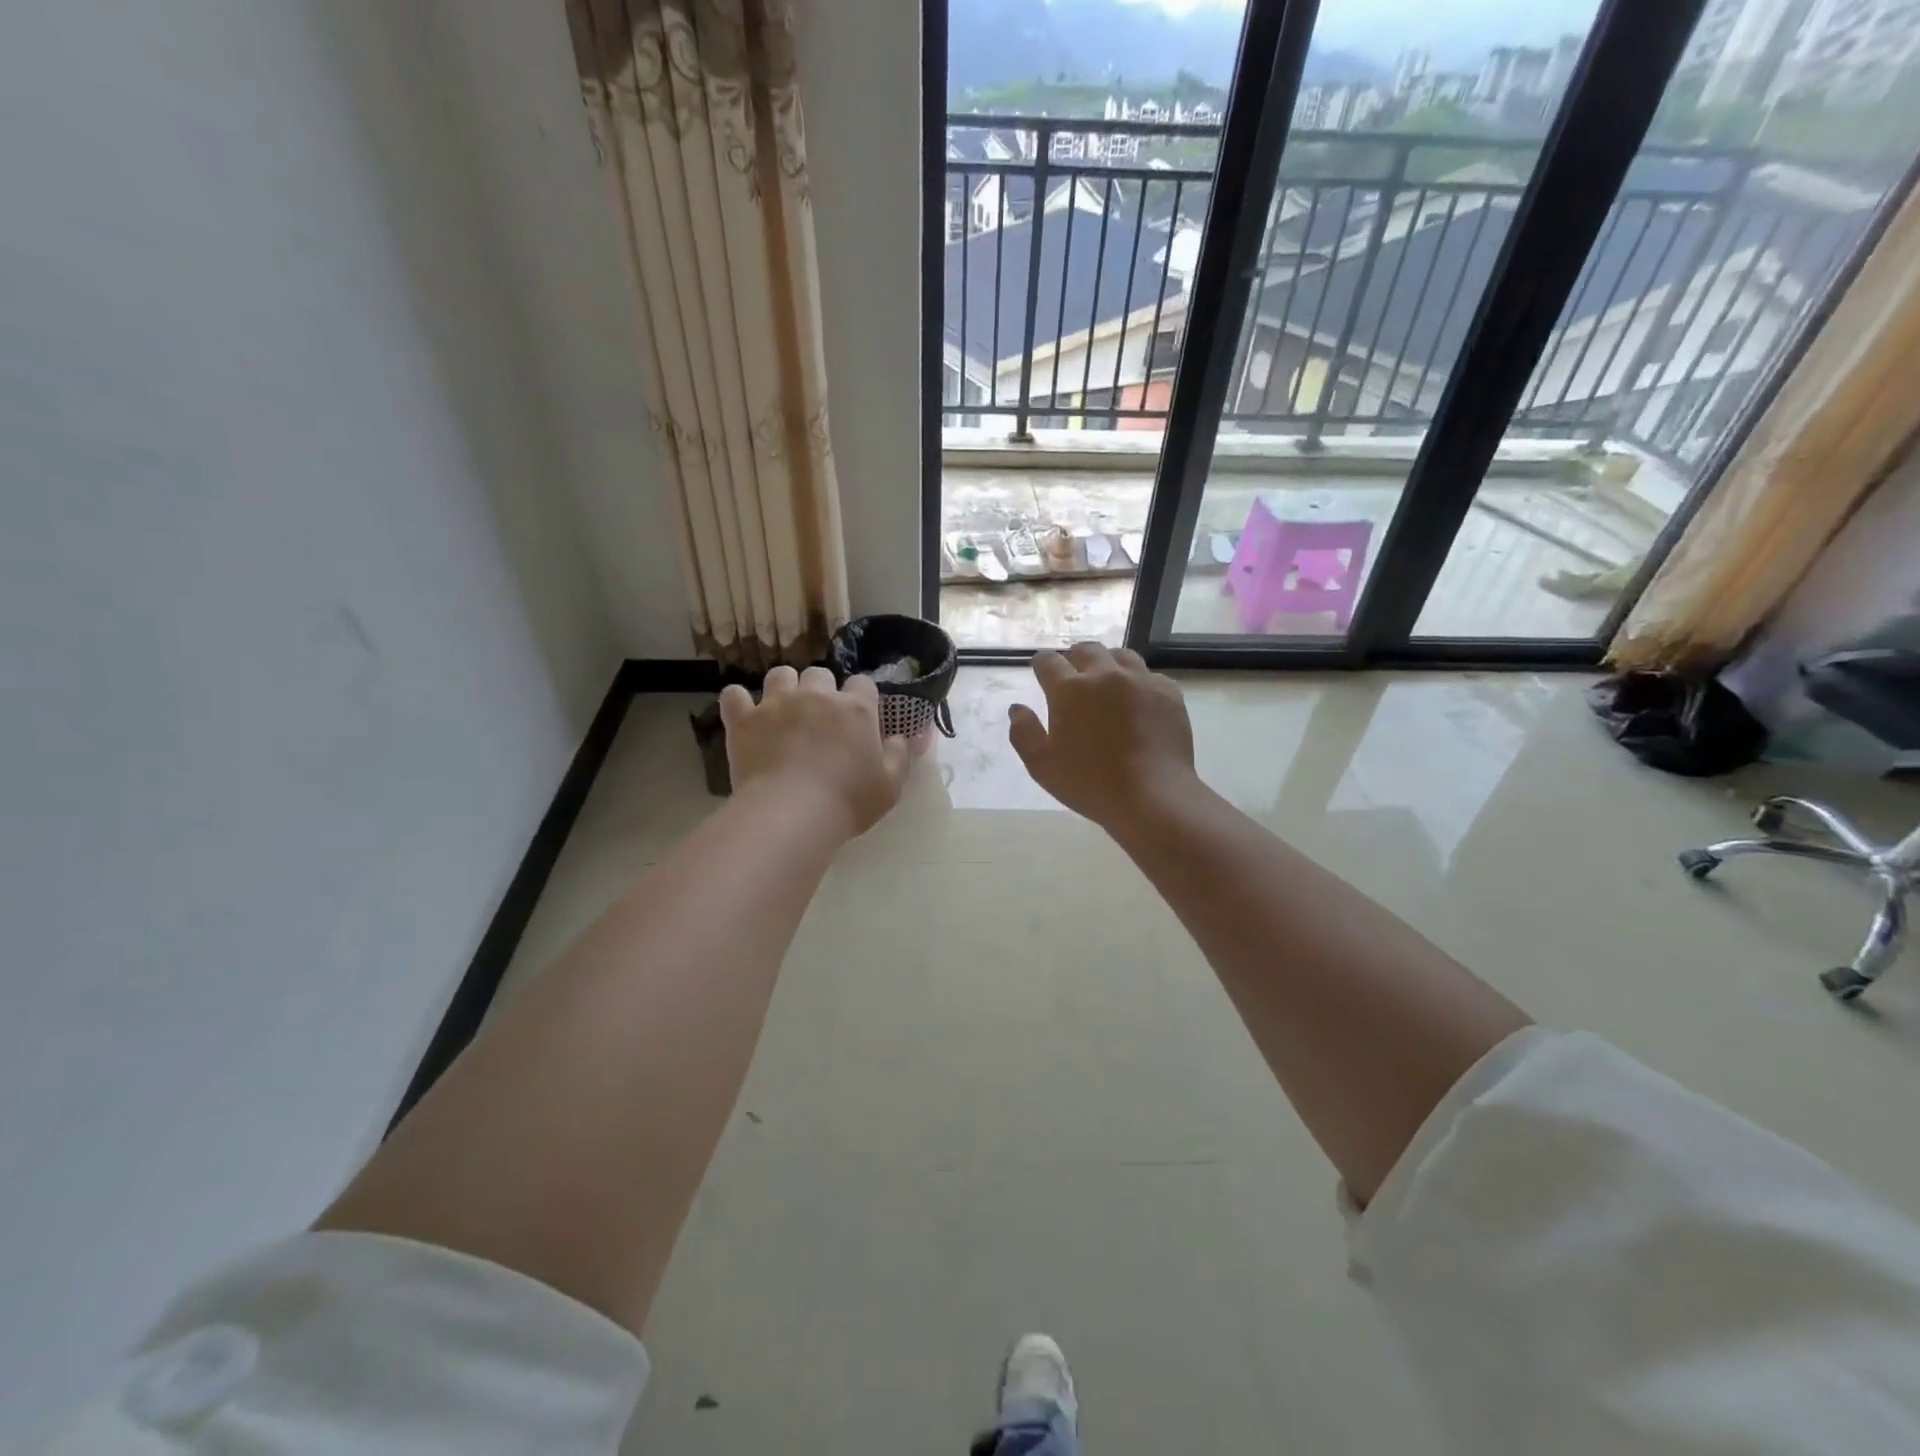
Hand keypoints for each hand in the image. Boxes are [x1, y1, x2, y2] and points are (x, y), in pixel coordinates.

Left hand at [720, 666, 909, 839]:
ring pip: (780, 675)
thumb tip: (902, 738)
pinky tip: (744, 715)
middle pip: (819, 673)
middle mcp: (817, 696)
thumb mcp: (890, 786)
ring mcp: (777, 703)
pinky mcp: (745, 719)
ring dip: (784, 688)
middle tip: (819, 718)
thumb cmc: (848, 802)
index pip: (863, 683)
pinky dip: (739, 702)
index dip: (860, 697)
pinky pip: (734, 695)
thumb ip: (899, 756)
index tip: (857, 717)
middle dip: (820, 689)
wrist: (792, 813)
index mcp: (856, 709)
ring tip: (783, 711)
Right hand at [1008, 643, 1199, 834]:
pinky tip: (1138, 702)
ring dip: (1108, 664)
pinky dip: (1139, 682)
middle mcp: (1105, 675)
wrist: (1152, 795)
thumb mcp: (1042, 766)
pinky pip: (1150, 676)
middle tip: (1074, 676)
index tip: (1042, 673)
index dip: (1042, 665)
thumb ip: (1023, 733)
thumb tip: (1018, 708)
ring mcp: (1140, 681)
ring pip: (1120, 656)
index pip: (1048, 661)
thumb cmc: (1090, 783)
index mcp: (1070, 689)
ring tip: (1107, 683)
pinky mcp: (1168, 693)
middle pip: (1087, 650)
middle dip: (1075, 658)